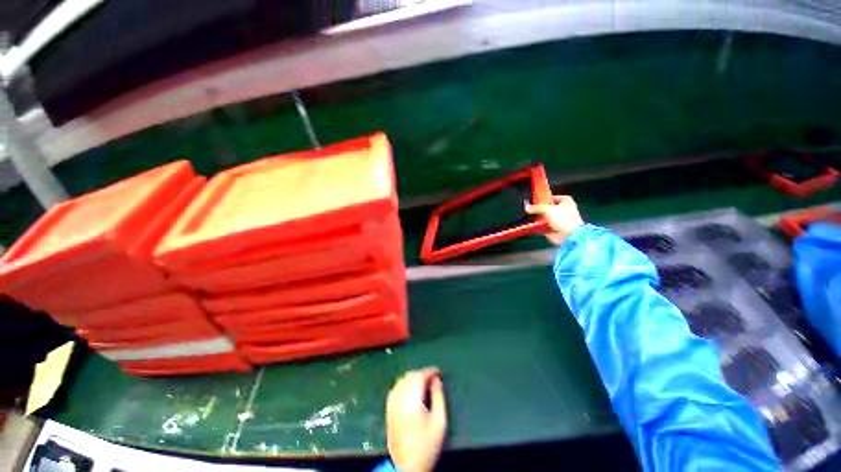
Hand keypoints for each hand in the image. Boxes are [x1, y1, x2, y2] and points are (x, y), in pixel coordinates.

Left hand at [386, 368, 446, 471]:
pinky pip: (394, 389)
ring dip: (412, 377)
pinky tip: (409, 388)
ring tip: (422, 381)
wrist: (408, 466)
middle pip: (409, 377)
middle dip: (421, 373)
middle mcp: (400, 400)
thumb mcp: (440, 422)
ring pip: (401, 381)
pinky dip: (402, 384)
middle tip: (432, 378)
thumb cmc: (427, 445)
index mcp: (413, 401)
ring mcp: (392, 405)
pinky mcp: (388, 411)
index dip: (429, 371)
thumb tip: (436, 380)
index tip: (438, 371)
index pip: (419, 377)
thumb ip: (439, 398)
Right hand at [525, 195, 584, 244]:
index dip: (546, 198)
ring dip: (540, 218)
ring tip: (532, 217)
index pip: (554, 197)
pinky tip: (534, 226)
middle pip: (550, 208)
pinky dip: (540, 226)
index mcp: (567, 201)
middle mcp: (565, 210)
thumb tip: (527, 207)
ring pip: (547, 217)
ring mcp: (560, 220)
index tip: (538, 200)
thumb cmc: (563, 219)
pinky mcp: (556, 229)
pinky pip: (546, 226)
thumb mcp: (547, 209)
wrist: (568, 235)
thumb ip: (536, 207)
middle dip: (541, 209)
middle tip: (533, 209)